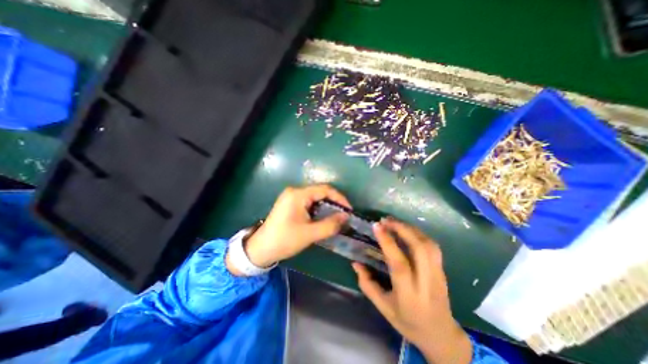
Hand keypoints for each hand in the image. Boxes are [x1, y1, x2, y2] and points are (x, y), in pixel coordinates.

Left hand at [227, 183, 348, 273]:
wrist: (261, 249)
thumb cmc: (284, 240)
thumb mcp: (309, 234)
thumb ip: (330, 224)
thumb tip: (346, 216)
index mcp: (298, 194)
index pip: (325, 189)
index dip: (339, 198)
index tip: (349, 210)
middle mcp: (295, 191)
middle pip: (320, 192)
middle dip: (334, 202)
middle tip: (344, 215)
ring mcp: (291, 197)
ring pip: (315, 197)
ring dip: (326, 206)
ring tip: (336, 217)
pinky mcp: (290, 203)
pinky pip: (309, 202)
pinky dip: (318, 209)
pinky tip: (323, 218)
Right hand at [354, 219, 471, 363]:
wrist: (440, 335)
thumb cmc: (407, 322)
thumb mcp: (383, 307)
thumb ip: (367, 284)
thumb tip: (355, 263)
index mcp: (409, 294)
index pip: (399, 263)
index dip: (388, 242)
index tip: (377, 226)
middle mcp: (427, 282)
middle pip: (419, 248)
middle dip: (402, 229)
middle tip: (386, 220)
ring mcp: (439, 275)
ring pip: (428, 245)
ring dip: (411, 229)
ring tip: (395, 222)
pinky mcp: (443, 270)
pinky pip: (433, 247)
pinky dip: (419, 234)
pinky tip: (408, 231)